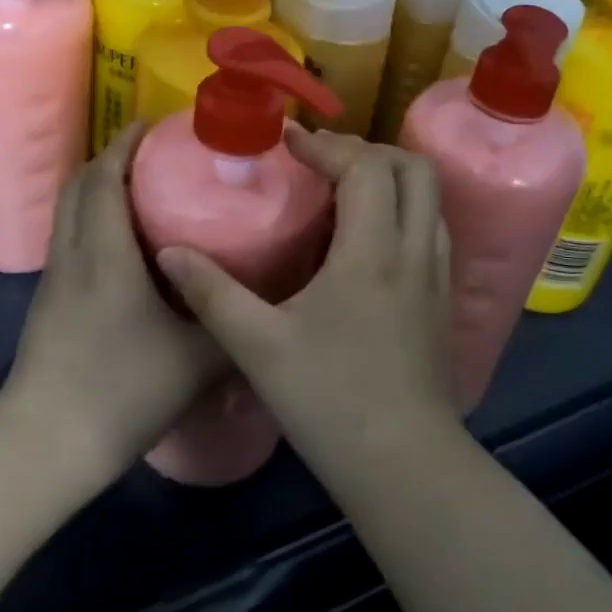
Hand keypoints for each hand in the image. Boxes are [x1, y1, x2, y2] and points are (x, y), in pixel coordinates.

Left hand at [0, 121, 226, 481]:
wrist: (47, 443)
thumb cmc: (124, 389)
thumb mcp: (198, 360)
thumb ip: (236, 325)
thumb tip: (273, 302)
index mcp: (105, 251)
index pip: (106, 176)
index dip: (126, 143)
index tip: (155, 125)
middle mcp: (73, 252)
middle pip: (80, 183)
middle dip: (112, 158)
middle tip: (155, 155)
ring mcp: (54, 277)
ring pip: (70, 210)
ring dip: (100, 188)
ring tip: (143, 191)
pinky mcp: (48, 300)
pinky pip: (69, 237)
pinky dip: (92, 219)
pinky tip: (125, 246)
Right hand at [155, 127, 459, 476]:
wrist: (405, 468)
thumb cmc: (330, 401)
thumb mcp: (257, 346)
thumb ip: (211, 293)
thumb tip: (169, 252)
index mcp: (371, 252)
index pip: (364, 168)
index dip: (326, 145)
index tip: (288, 143)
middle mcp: (413, 252)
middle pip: (414, 169)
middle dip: (367, 150)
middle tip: (321, 160)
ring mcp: (436, 277)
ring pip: (430, 199)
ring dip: (389, 178)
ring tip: (342, 190)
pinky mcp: (442, 302)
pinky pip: (430, 231)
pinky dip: (402, 211)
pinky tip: (366, 240)